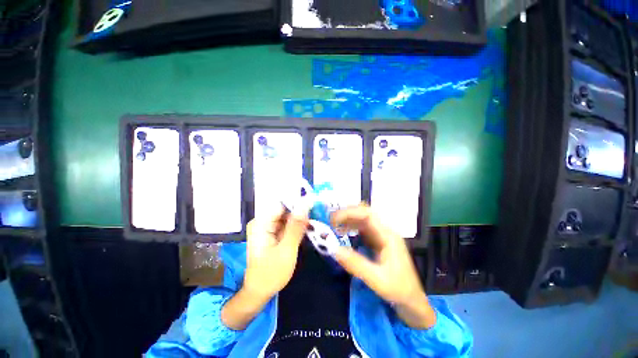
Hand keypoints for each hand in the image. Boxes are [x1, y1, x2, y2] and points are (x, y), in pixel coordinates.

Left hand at [222, 207, 307, 330]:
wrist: (259, 292)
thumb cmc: (271, 274)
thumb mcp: (287, 250)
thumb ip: (296, 226)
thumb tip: (305, 203)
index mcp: (261, 223)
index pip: (282, 204)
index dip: (299, 202)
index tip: (315, 203)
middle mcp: (263, 221)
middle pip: (285, 209)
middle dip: (301, 211)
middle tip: (318, 213)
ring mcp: (268, 226)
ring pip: (288, 216)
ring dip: (301, 219)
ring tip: (316, 220)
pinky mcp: (273, 232)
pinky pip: (287, 224)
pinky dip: (297, 226)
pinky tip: (308, 228)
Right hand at [332, 204, 435, 328]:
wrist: (412, 300)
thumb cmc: (398, 289)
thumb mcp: (376, 280)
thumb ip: (355, 264)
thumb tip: (333, 249)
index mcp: (388, 236)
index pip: (368, 215)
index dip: (349, 213)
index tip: (334, 219)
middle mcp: (385, 231)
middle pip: (365, 213)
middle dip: (347, 214)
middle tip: (331, 221)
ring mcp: (381, 235)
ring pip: (362, 219)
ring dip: (348, 220)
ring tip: (334, 226)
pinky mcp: (377, 241)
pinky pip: (362, 228)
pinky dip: (351, 227)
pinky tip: (342, 232)